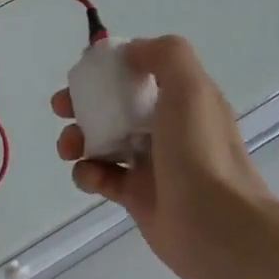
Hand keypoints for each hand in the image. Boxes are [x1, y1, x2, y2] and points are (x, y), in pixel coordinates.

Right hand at [53, 36, 274, 278]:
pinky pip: (101, 177)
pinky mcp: (135, 197)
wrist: (217, 226)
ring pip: (102, 141)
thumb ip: (164, 55)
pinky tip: (90, 176)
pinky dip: (87, 174)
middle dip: (82, 103)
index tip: (84, 72)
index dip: (108, 69)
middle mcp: (166, 128)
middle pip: (114, 106)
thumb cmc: (200, 151)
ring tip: (68, 148)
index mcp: (182, 99)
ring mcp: (150, 164)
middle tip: (61, 107)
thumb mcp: (190, 87)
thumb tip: (130, 52)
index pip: (139, 73)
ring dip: (77, 138)